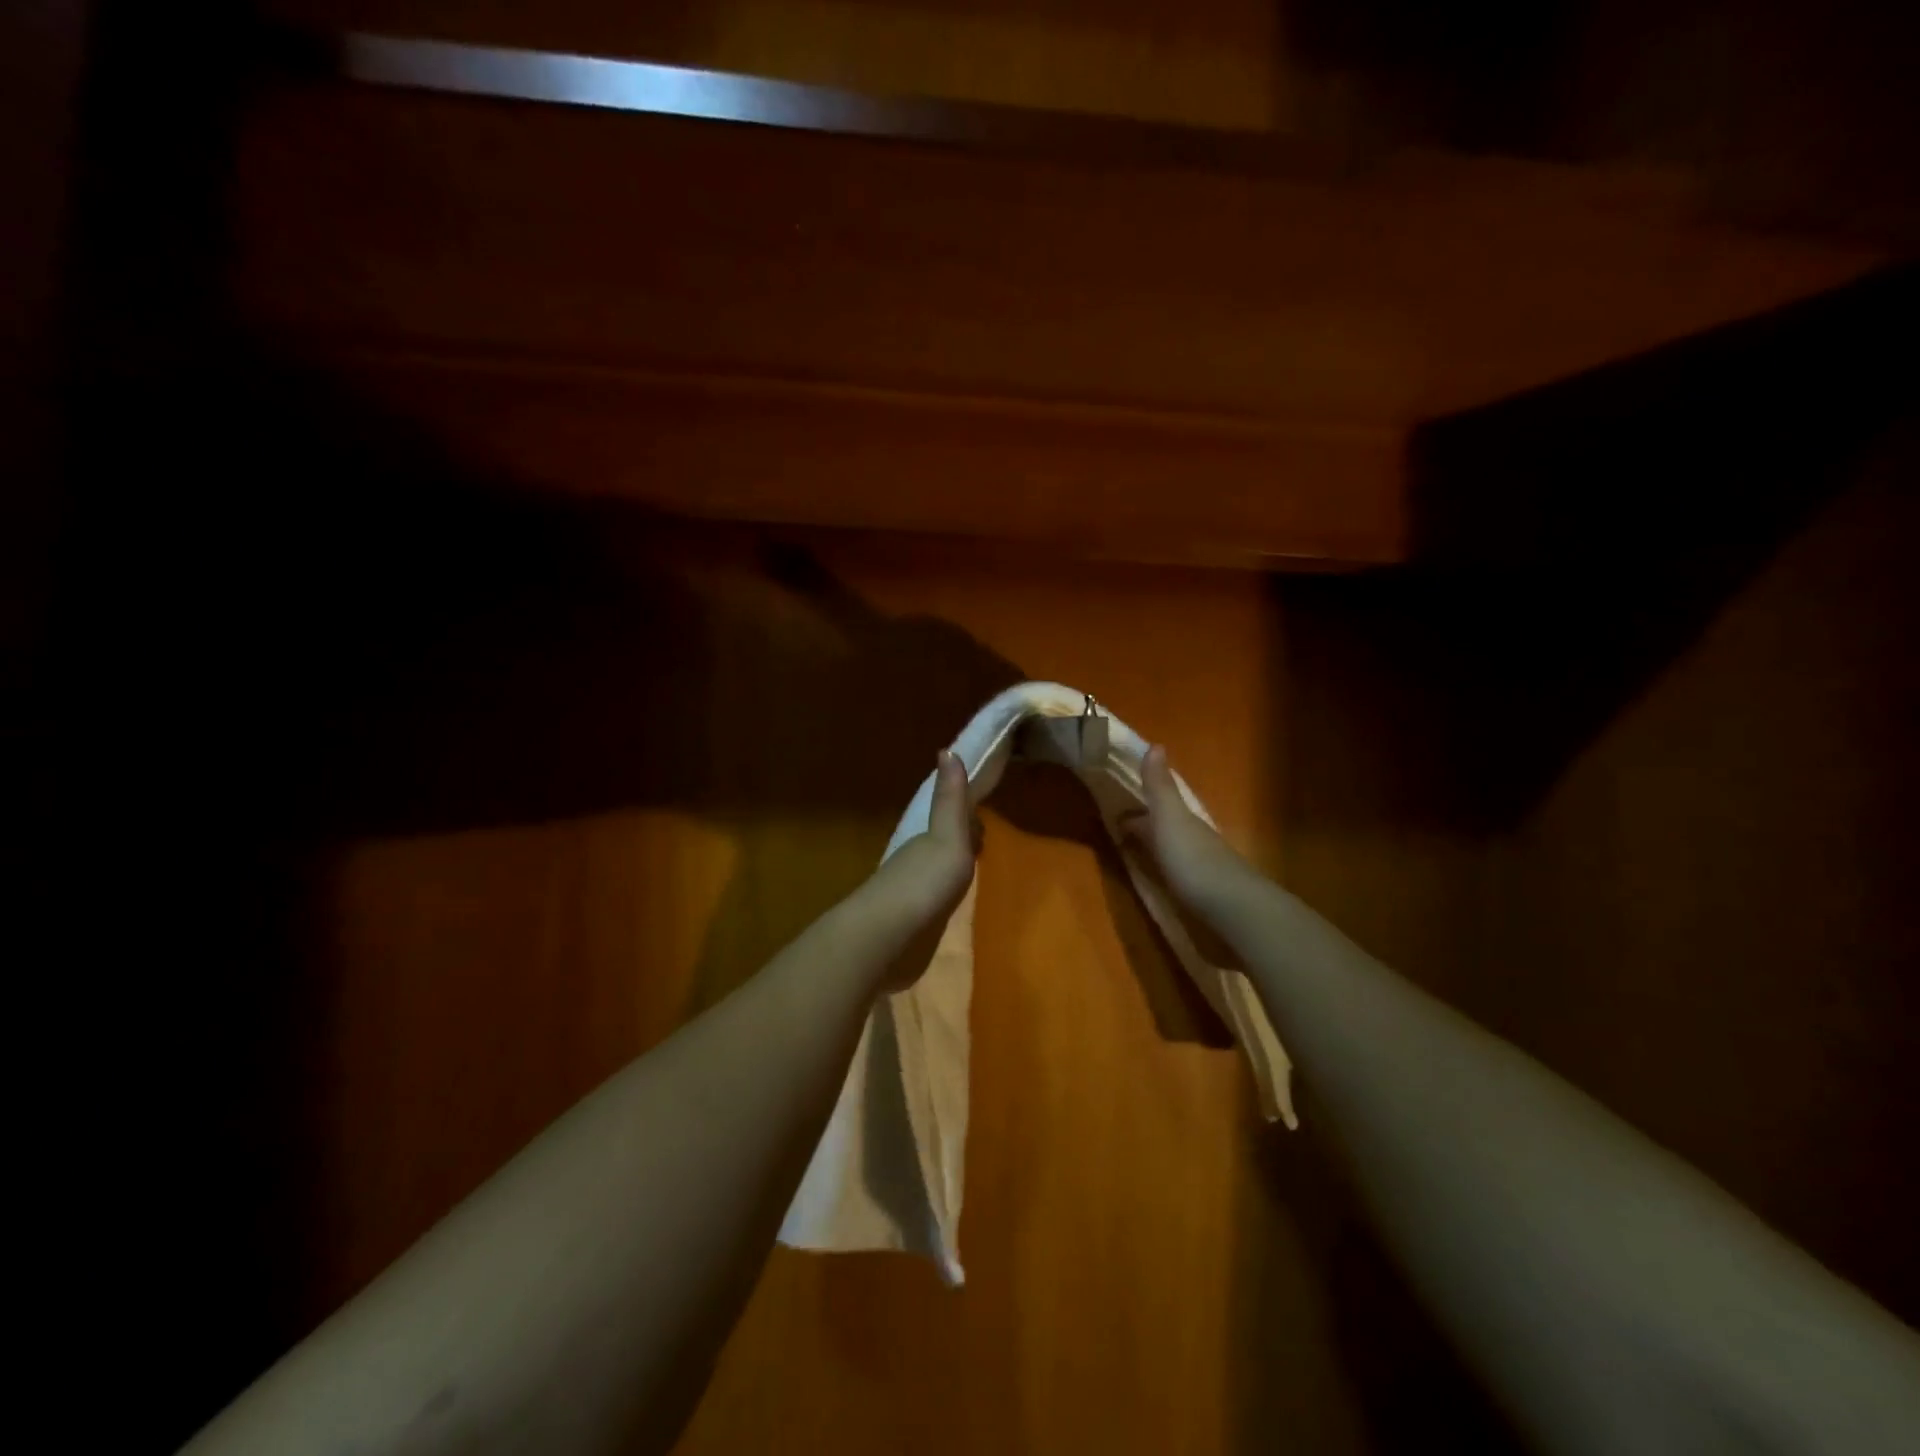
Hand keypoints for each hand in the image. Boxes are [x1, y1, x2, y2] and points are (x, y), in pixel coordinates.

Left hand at [851, 750, 978, 987]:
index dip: (968, 816)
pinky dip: (944, 898)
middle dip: (963, 844)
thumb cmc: (924, 882)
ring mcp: (909, 894)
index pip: (951, 820)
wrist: (887, 937)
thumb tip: (947, 749)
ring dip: (952, 871)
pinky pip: (932, 902)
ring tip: (974, 875)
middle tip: (986, 846)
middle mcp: (915, 861)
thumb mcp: (946, 836)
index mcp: (925, 839)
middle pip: (944, 846)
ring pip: (936, 874)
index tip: (986, 813)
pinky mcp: (909, 924)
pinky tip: (952, 907)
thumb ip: (950, 800)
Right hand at [1126, 745, 1253, 914]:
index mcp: (1183, 820)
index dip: (1136, 805)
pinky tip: (1159, 884)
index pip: (1156, 806)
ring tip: (1132, 857)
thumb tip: (1155, 743)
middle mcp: (1194, 839)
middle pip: (1165, 828)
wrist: (1233, 910)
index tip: (1112, 809)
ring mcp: (1201, 869)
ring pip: (1173, 852)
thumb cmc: (1193, 860)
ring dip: (1155, 851)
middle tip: (1116, 832)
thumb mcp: (1170, 818)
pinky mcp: (1204, 897)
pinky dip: (1165, 874)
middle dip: (1145, 827)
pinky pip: (1178, 877)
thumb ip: (1160, 787)